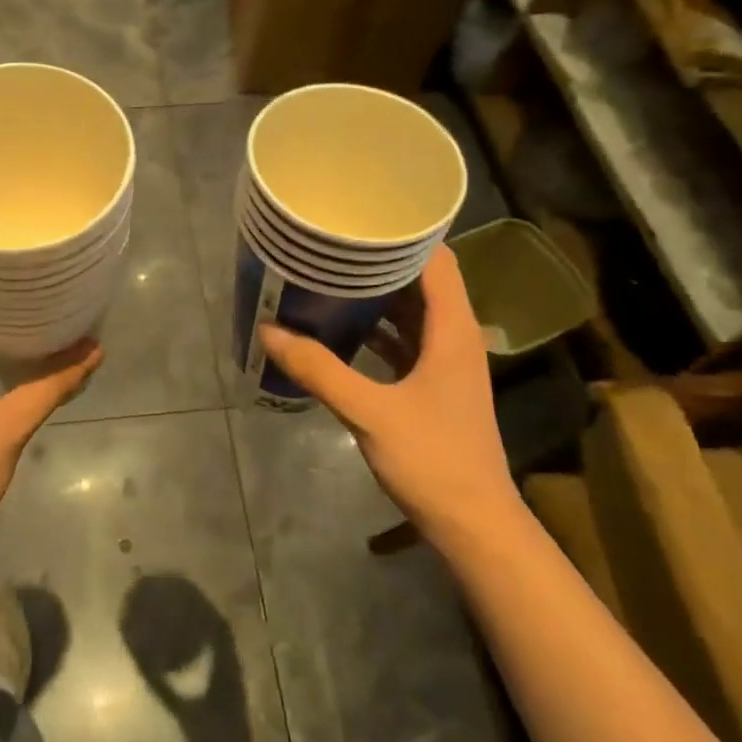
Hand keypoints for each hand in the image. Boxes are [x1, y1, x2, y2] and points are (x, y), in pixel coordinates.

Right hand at [260, 245, 515, 542]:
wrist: (473, 523)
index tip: (359, 218)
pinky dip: (377, 330)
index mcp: (452, 329)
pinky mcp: (433, 386)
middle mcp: (454, 336)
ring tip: (330, 277)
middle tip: (331, 246)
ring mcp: (445, 363)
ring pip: (412, 312)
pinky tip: (342, 329)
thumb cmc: (432, 459)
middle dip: (378, 262)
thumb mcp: (369, 411)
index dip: (403, 234)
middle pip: (421, 281)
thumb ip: (320, 369)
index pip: (435, 259)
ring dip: (377, 296)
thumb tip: (269, 330)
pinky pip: (405, 341)